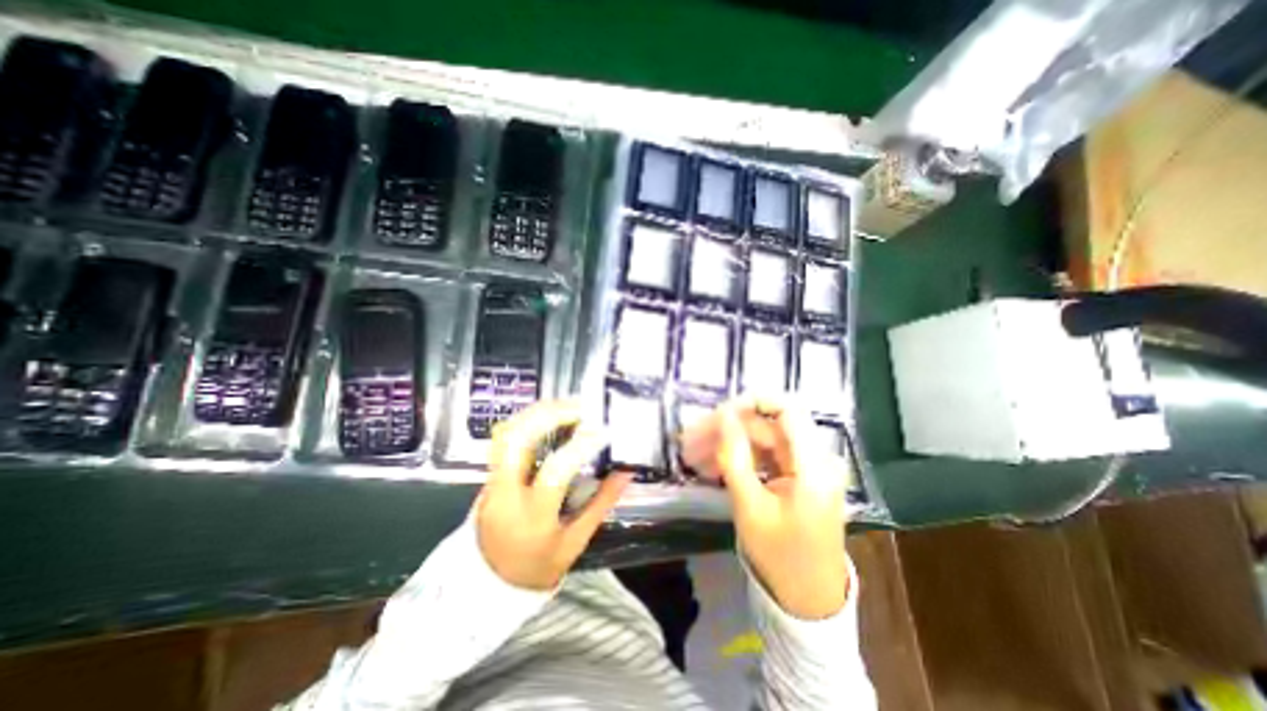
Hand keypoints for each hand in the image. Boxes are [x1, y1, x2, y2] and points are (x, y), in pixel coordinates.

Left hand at [475, 402, 632, 589]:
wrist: (487, 583)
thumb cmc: (537, 566)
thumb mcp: (575, 542)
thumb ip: (602, 503)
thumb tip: (626, 470)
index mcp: (531, 518)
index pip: (553, 473)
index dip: (579, 447)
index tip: (602, 431)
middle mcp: (504, 494)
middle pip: (515, 440)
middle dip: (549, 415)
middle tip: (580, 407)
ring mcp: (491, 481)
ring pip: (505, 433)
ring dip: (537, 412)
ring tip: (567, 406)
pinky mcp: (488, 474)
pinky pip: (504, 437)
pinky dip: (527, 420)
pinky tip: (549, 417)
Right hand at [684, 398, 848, 619]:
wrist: (808, 600)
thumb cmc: (780, 557)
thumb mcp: (750, 507)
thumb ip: (735, 457)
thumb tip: (724, 415)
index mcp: (813, 465)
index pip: (787, 409)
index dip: (753, 402)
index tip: (719, 412)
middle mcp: (815, 458)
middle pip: (768, 426)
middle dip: (728, 429)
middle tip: (691, 440)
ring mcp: (806, 467)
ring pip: (762, 440)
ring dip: (728, 444)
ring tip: (693, 455)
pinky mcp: (797, 477)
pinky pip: (765, 456)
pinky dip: (740, 458)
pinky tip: (712, 466)